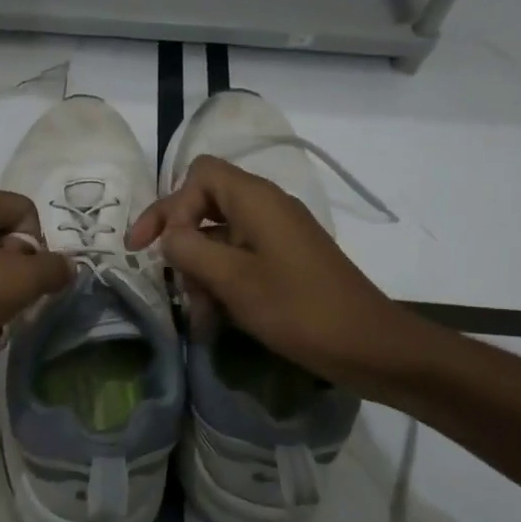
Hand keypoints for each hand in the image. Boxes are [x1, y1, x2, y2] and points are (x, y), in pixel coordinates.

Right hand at [128, 155, 396, 384]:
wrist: (370, 346)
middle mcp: (266, 207)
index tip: (150, 247)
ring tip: (197, 316)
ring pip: (220, 237)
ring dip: (200, 272)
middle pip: (206, 205)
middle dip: (181, 243)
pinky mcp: (286, 261)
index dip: (169, 205)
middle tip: (163, 280)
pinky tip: (214, 319)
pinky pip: (241, 259)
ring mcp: (278, 235)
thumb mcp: (234, 280)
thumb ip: (190, 250)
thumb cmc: (299, 309)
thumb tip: (169, 235)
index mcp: (256, 199)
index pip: (199, 175)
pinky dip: (222, 282)